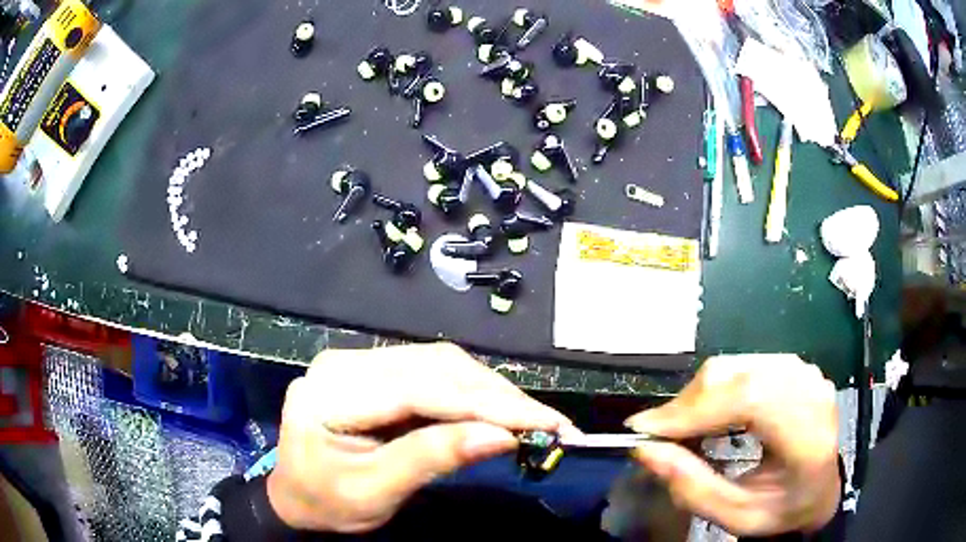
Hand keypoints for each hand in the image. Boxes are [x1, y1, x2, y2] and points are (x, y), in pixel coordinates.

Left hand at [266, 343, 572, 532]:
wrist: (296, 495)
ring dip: (490, 392)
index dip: (487, 404)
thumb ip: (431, 459)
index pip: (421, 388)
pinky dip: (472, 393)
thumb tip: (501, 436)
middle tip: (547, 423)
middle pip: (436, 367)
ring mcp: (362, 362)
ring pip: (442, 364)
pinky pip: (434, 374)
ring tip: (529, 419)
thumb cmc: (325, 501)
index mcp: (333, 390)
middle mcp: (348, 362)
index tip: (543, 423)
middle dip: (498, 396)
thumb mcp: (373, 491)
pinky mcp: (378, 373)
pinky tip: (495, 411)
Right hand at [626, 354, 839, 535]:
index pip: (750, 400)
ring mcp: (803, 372)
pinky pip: (741, 366)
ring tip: (679, 430)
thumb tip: (646, 450)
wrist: (819, 489)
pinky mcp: (792, 367)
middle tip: (657, 436)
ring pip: (735, 365)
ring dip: (697, 396)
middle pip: (737, 376)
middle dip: (687, 405)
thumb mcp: (737, 516)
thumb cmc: (783, 508)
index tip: (645, 431)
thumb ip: (693, 489)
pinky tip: (705, 415)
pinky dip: (713, 389)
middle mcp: (809, 390)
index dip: (694, 410)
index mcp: (808, 433)